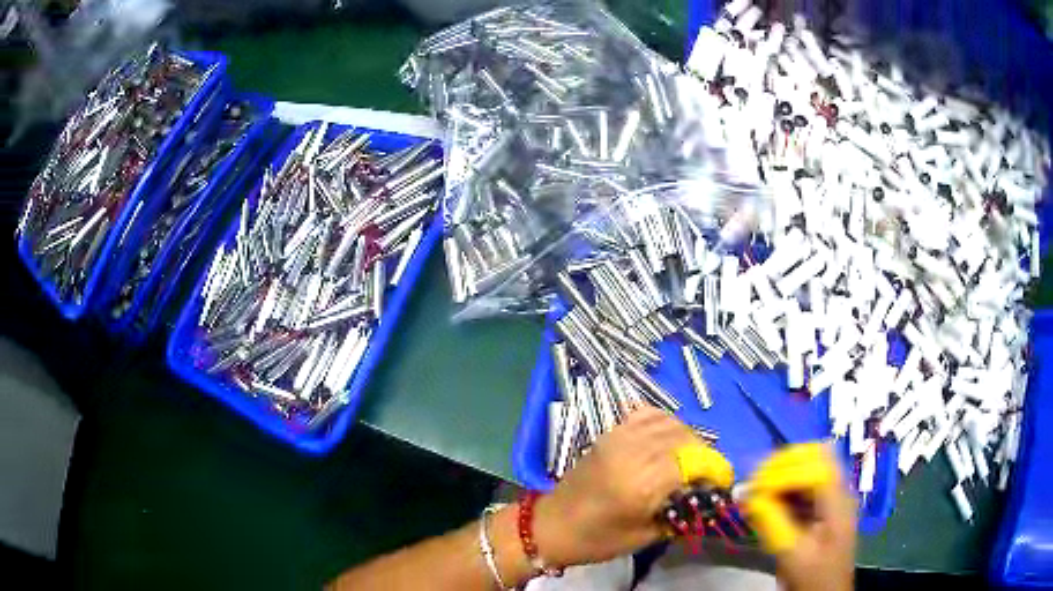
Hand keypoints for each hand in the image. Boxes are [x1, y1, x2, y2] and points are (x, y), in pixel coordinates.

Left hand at [531, 407, 703, 567]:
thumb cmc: (598, 539)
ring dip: (686, 436)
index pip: (692, 462)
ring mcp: (619, 438)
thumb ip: (679, 513)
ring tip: (689, 457)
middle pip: (684, 437)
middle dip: (703, 453)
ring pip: (668, 422)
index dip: (713, 469)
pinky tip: (667, 438)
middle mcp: (633, 452)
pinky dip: (664, 422)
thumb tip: (705, 496)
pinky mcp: (609, 433)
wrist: (552, 525)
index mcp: (642, 483)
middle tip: (706, 472)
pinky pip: (645, 414)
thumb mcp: (645, 536)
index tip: (722, 481)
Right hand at [746, 444, 856, 590]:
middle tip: (754, 479)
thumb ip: (772, 522)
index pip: (815, 468)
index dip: (783, 472)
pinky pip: (802, 483)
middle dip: (782, 463)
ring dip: (780, 473)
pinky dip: (782, 486)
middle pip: (815, 456)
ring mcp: (832, 496)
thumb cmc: (811, 577)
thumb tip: (749, 495)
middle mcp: (838, 491)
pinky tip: (764, 499)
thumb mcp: (791, 553)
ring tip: (754, 488)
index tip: (755, 487)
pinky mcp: (822, 505)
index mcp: (838, 503)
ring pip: (808, 466)